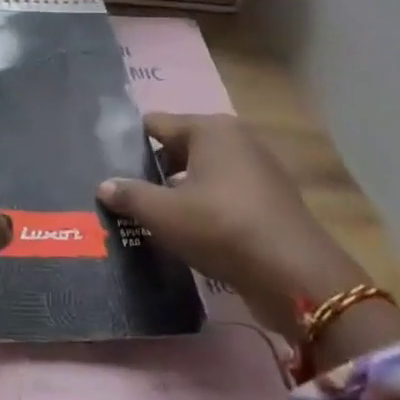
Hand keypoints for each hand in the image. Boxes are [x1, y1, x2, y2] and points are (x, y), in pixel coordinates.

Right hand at [97, 113, 367, 338]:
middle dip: (152, 169)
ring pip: (202, 173)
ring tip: (147, 215)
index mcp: (210, 129)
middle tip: (122, 194)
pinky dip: (203, 207)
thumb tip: (105, 185)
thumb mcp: (164, 214)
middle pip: (179, 147)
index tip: (105, 165)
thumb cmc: (222, 228)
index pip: (156, 124)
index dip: (128, 143)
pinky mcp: (269, 200)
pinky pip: (223, 194)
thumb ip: (130, 195)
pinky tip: (185, 232)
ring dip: (177, 191)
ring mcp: (257, 169)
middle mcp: (235, 139)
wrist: (294, 275)